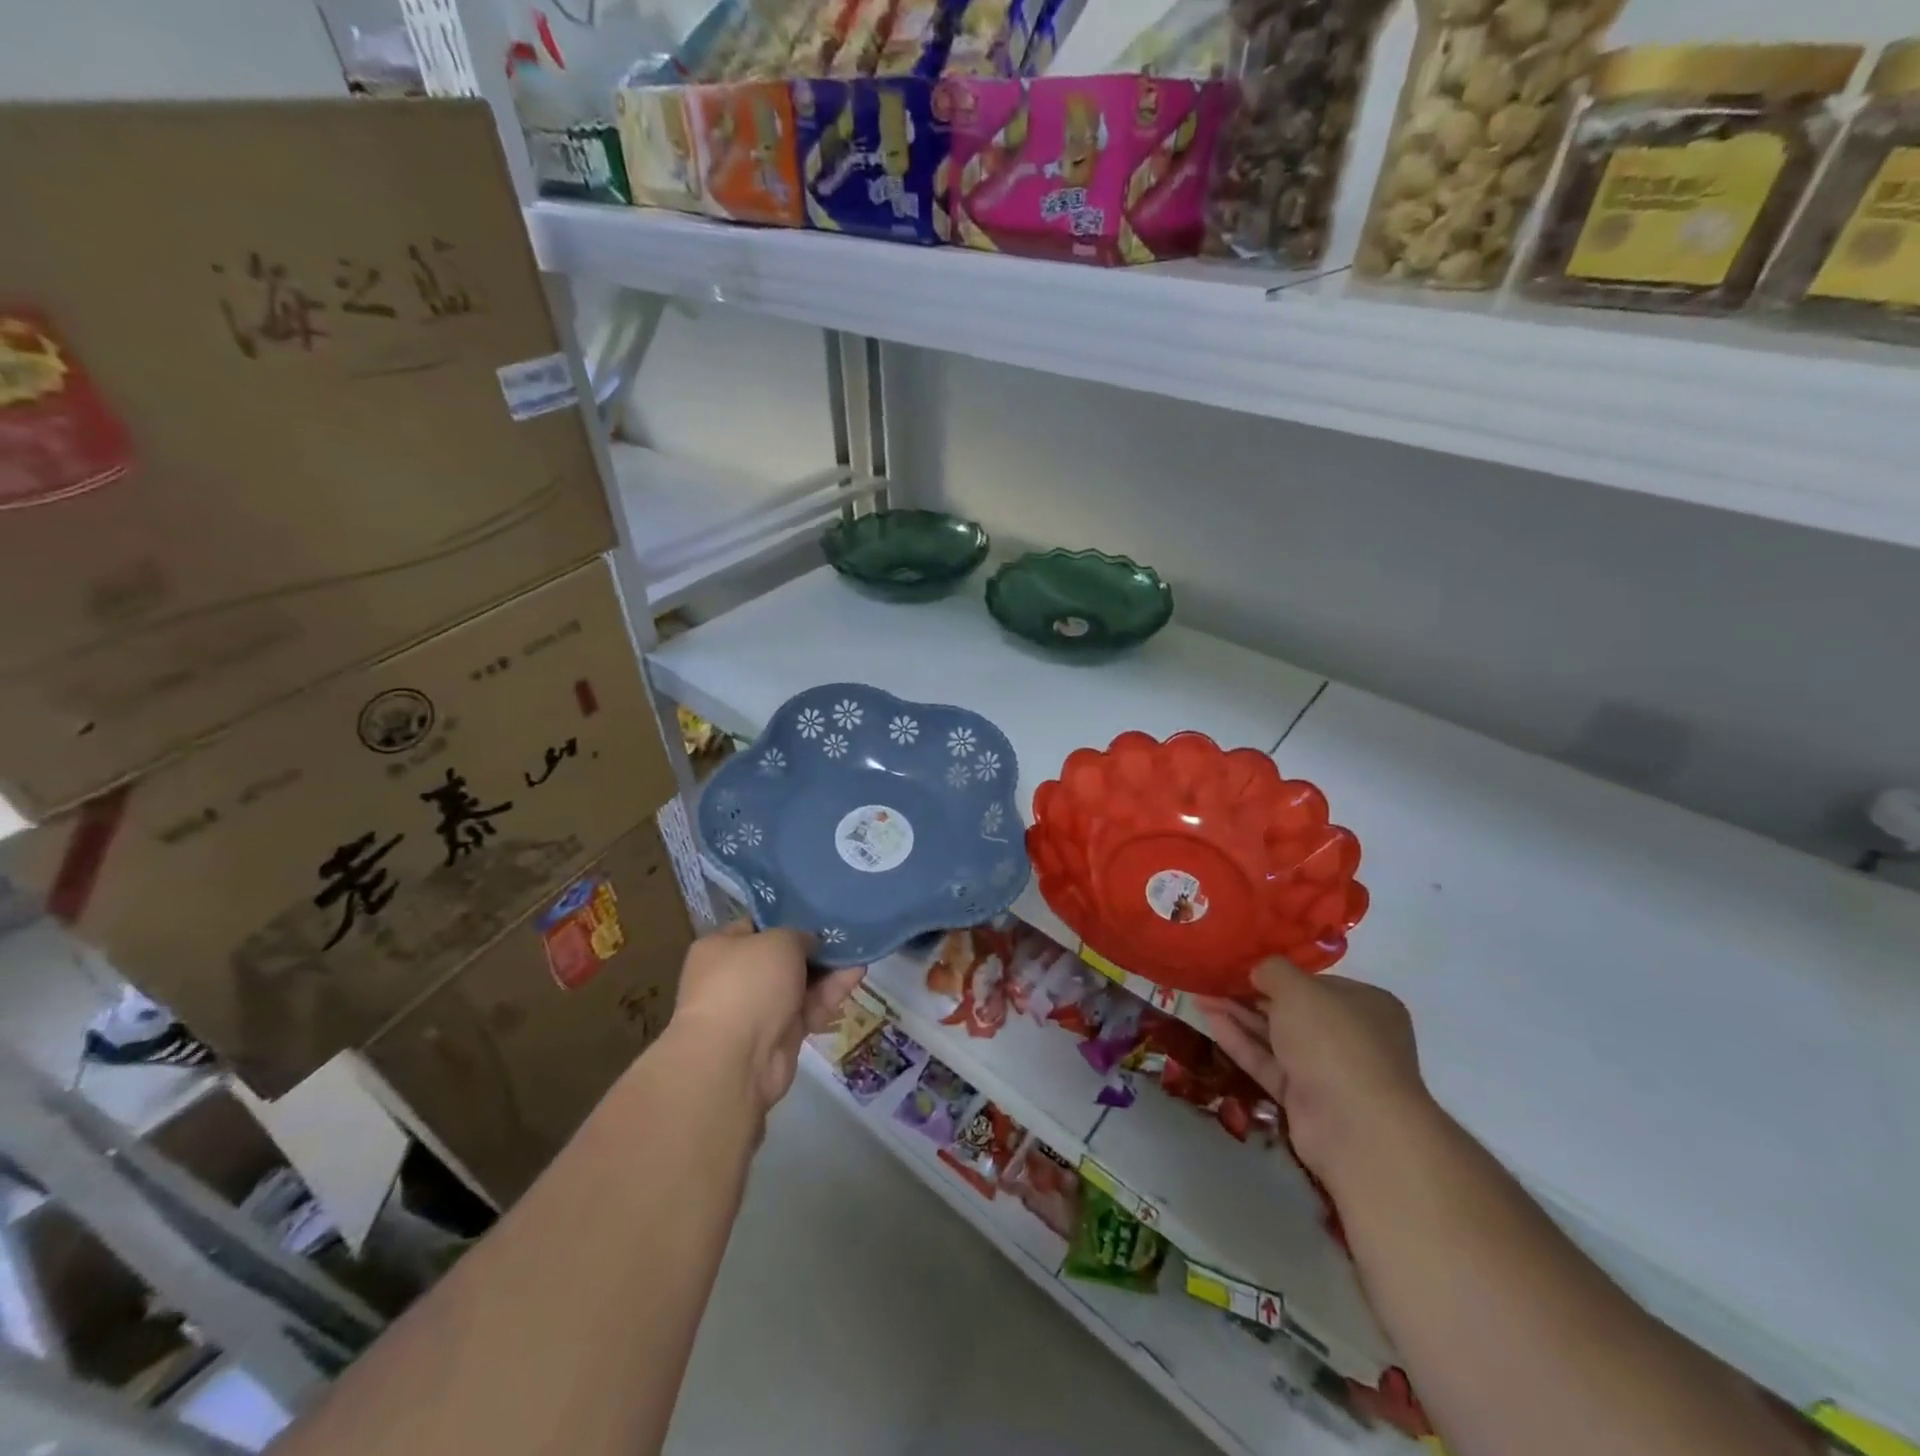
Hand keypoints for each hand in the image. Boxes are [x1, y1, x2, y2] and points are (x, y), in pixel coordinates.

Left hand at [672, 921, 865, 1114]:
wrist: (737, 1060)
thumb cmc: (748, 984)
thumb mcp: (778, 941)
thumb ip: (799, 935)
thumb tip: (808, 944)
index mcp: (720, 948)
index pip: (756, 925)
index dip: (787, 917)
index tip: (817, 911)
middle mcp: (735, 977)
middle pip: (781, 956)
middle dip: (813, 947)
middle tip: (844, 932)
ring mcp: (757, 1008)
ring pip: (799, 982)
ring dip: (828, 969)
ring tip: (858, 951)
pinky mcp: (779, 1034)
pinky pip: (808, 1007)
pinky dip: (830, 993)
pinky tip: (856, 974)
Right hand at [1193, 961, 1433, 1190]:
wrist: (1355, 1127)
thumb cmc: (1334, 1041)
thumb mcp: (1298, 989)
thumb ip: (1273, 971)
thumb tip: (1258, 970)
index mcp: (1364, 1004)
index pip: (1314, 983)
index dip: (1277, 972)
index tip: (1240, 964)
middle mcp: (1350, 1036)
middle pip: (1292, 1009)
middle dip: (1250, 994)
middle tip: (1211, 979)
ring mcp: (1328, 1070)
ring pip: (1276, 1036)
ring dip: (1239, 1016)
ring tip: (1199, 996)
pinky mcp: (1305, 1098)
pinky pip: (1269, 1063)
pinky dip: (1241, 1042)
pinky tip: (1211, 1021)